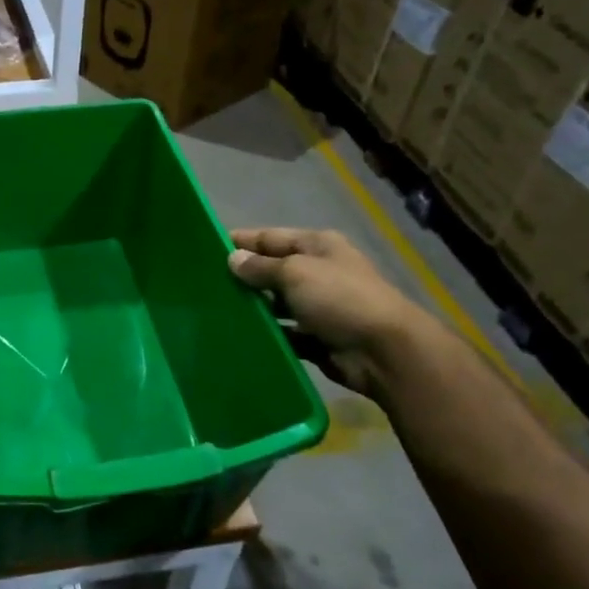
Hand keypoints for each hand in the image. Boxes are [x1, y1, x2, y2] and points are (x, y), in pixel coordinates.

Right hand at [227, 227, 428, 396]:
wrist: (384, 351)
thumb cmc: (339, 298)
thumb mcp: (295, 273)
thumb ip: (261, 267)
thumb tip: (232, 259)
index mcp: (318, 246)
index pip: (271, 237)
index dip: (242, 241)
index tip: (208, 248)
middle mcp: (319, 273)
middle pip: (273, 271)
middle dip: (244, 277)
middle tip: (205, 285)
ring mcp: (320, 307)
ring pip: (277, 305)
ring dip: (254, 309)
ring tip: (216, 313)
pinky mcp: (318, 338)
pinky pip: (286, 334)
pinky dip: (268, 336)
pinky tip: (241, 338)